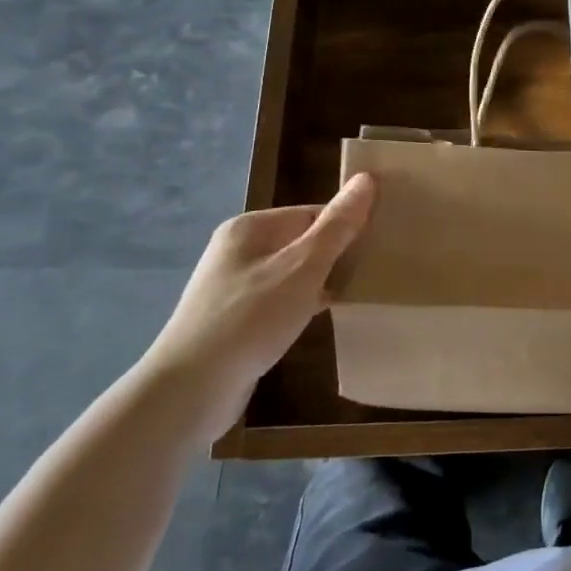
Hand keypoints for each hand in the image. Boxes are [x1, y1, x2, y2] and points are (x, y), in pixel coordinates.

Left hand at [138, 174, 375, 443]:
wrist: (189, 392)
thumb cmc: (250, 319)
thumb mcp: (303, 267)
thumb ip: (337, 225)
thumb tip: (367, 178)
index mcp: (250, 228)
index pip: (312, 213)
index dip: (346, 225)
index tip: (381, 243)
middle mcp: (238, 251)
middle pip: (302, 241)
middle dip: (336, 254)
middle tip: (376, 268)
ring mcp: (234, 287)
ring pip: (292, 273)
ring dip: (322, 281)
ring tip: (359, 291)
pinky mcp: (236, 321)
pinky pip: (280, 301)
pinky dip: (303, 305)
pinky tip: (324, 317)